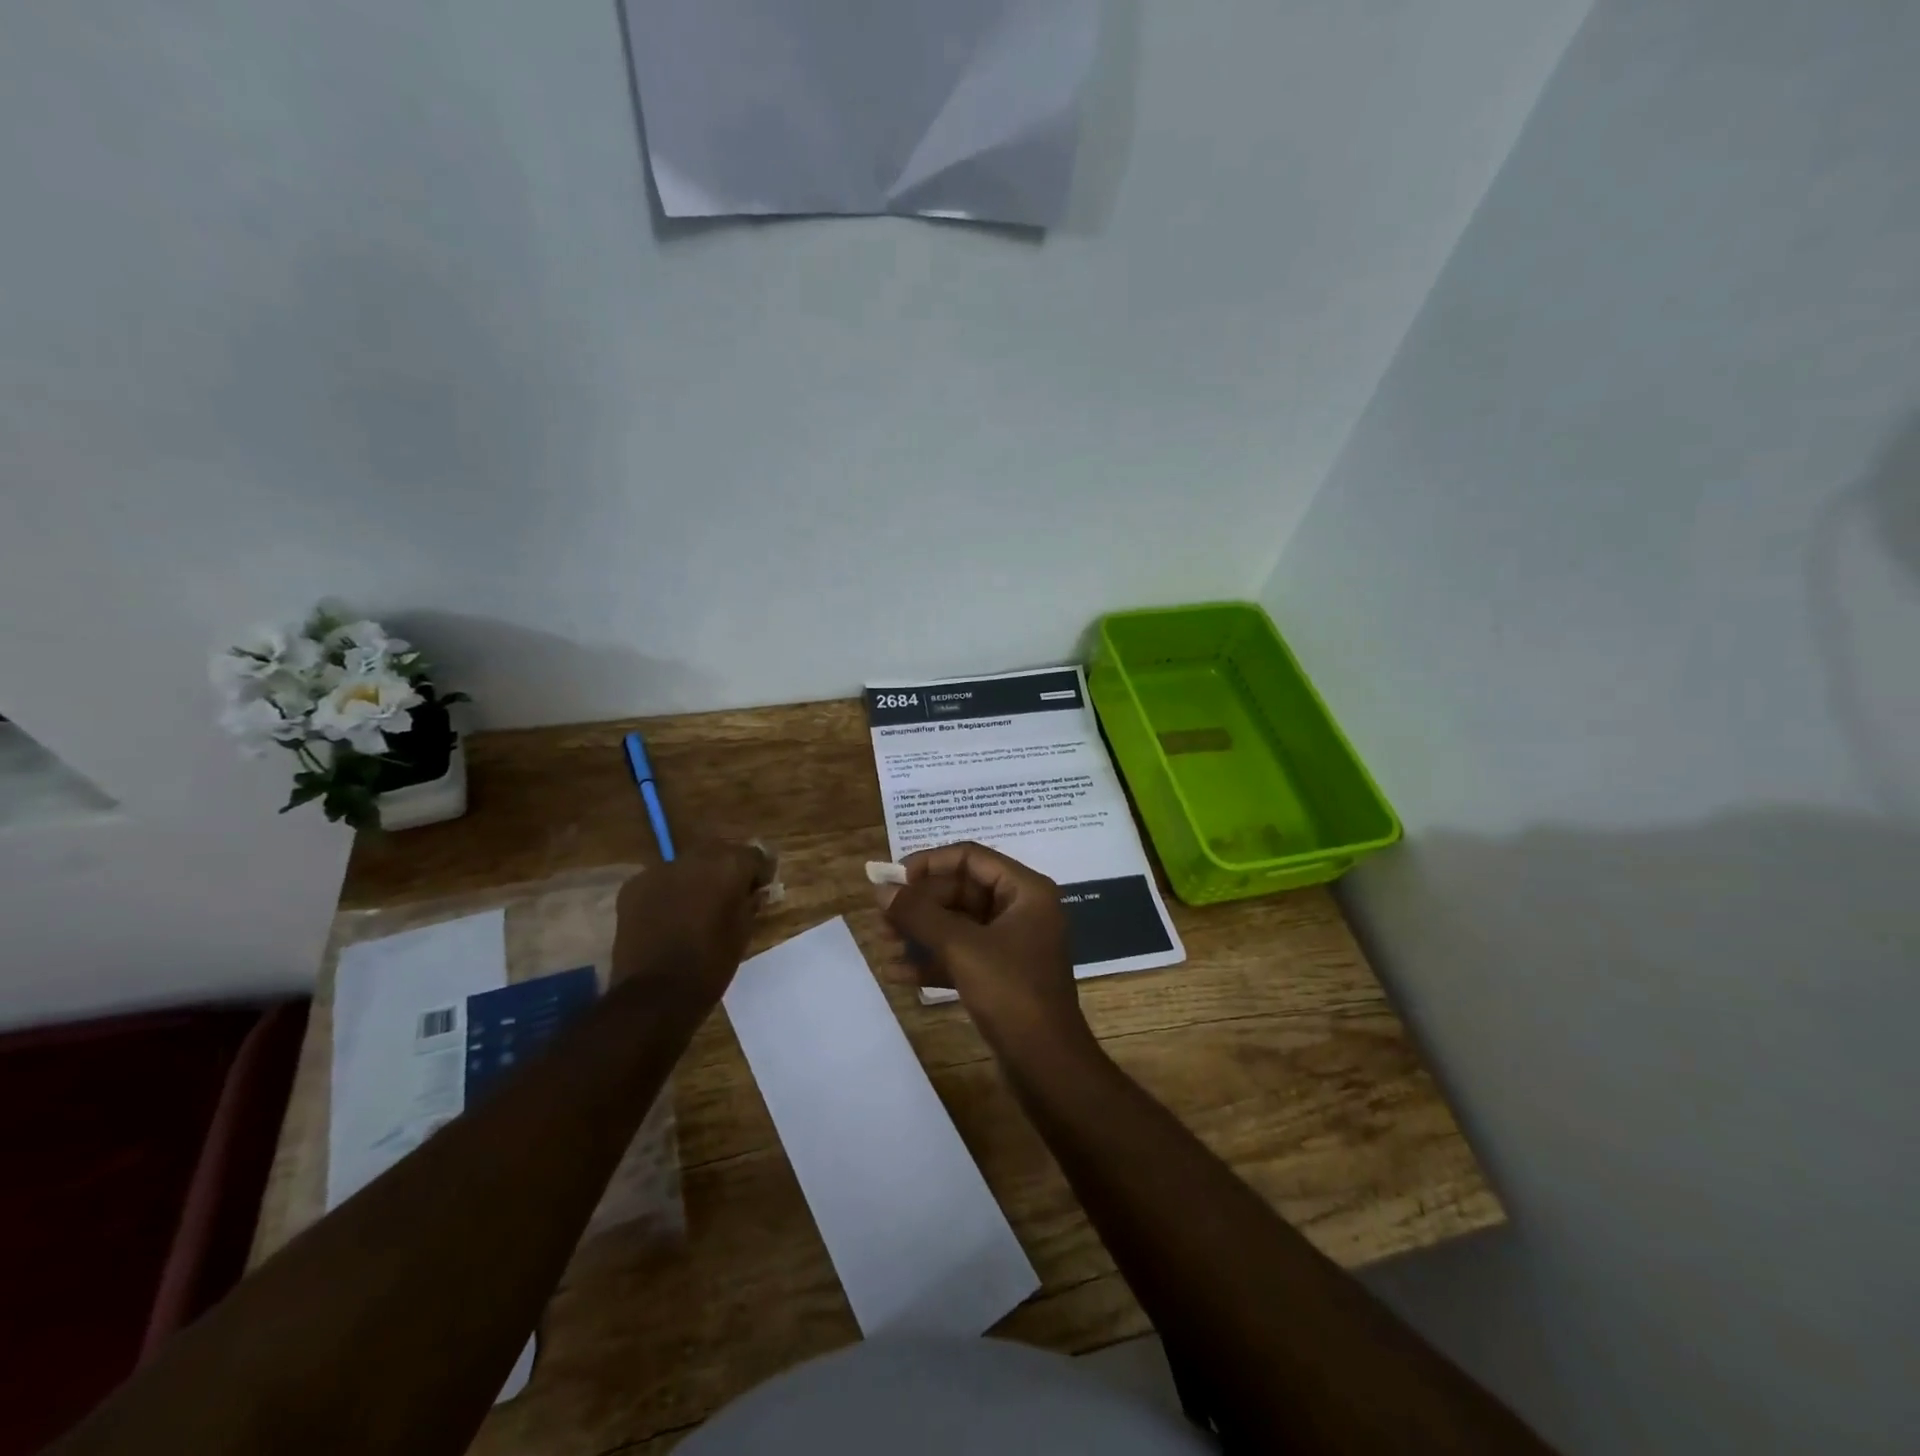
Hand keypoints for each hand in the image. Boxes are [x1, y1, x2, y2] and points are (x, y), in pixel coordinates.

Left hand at [611, 842, 768, 1006]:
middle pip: (719, 852)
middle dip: (727, 869)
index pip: (754, 854)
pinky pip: (661, 880)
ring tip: (696, 906)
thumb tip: (753, 891)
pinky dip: (669, 891)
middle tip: (729, 895)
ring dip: (696, 878)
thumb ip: (750, 902)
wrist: (655, 994)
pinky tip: (669, 915)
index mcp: (729, 867)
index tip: (759, 889)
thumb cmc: (710, 964)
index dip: (759, 872)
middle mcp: (695, 858)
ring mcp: (660, 870)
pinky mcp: (634, 886)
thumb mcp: (743, 932)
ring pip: (687, 864)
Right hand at [875, 841, 1092, 1055]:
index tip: (894, 879)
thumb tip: (882, 888)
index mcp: (1026, 890)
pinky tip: (897, 973)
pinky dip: (933, 959)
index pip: (971, 857)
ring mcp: (1012, 944)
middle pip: (962, 890)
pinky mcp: (1001, 975)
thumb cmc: (1011, 993)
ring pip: (959, 924)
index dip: (930, 863)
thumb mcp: (961, 948)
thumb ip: (919, 914)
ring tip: (883, 941)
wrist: (1048, 1066)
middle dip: (920, 903)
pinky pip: (962, 954)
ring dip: (921, 931)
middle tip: (882, 916)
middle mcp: (1022, 910)